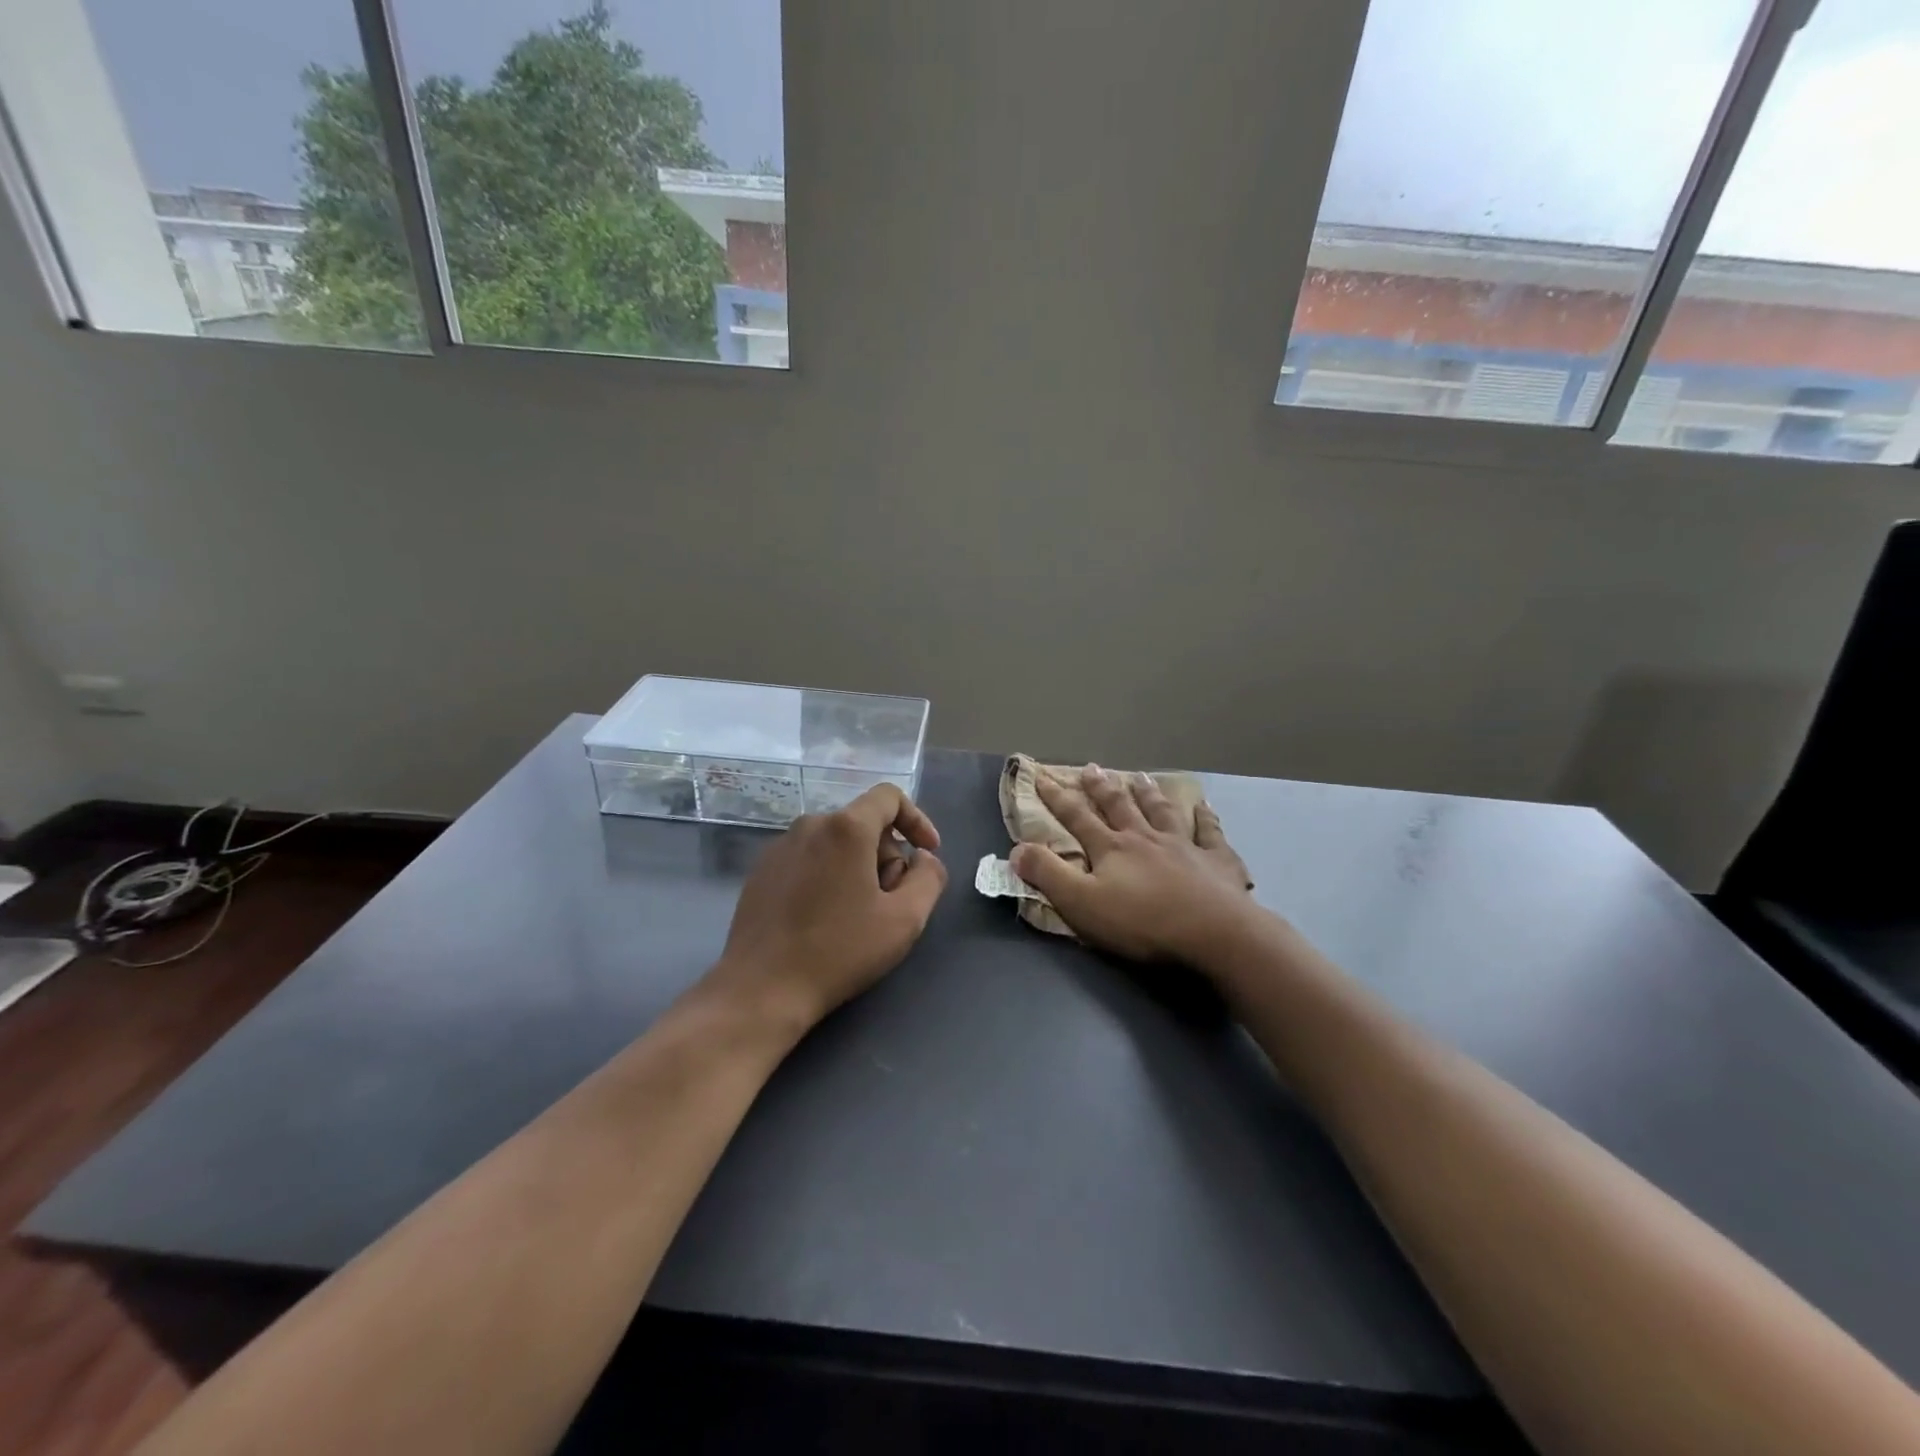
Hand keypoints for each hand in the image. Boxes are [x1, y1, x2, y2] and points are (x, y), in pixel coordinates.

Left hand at [713, 784, 948, 1030]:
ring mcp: (780, 846)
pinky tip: (825, 919)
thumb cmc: (840, 951)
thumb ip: (929, 877)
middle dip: (887, 855)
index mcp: (846, 828)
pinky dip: (828, 876)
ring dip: (858, 867)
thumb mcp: (905, 919)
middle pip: (863, 823)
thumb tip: (923, 858)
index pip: (889, 797)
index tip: (927, 854)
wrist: (762, 988)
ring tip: (858, 915)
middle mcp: (810, 825)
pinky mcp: (761, 870)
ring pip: (836, 842)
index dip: (917, 819)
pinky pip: (809, 858)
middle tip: (891, 901)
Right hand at [1012, 765, 1256, 966]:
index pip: (1077, 817)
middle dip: (1101, 787)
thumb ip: (1048, 874)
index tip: (1042, 776)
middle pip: (1119, 806)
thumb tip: (1017, 848)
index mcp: (1111, 848)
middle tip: (1091, 767)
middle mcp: (1145, 838)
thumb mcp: (1081, 903)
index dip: (1057, 798)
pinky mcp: (1216, 861)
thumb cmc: (1142, 922)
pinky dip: (1206, 818)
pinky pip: (1210, 833)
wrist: (1213, 932)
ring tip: (1140, 777)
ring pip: (1161, 812)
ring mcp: (1184, 846)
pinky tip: (1204, 807)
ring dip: (1148, 794)